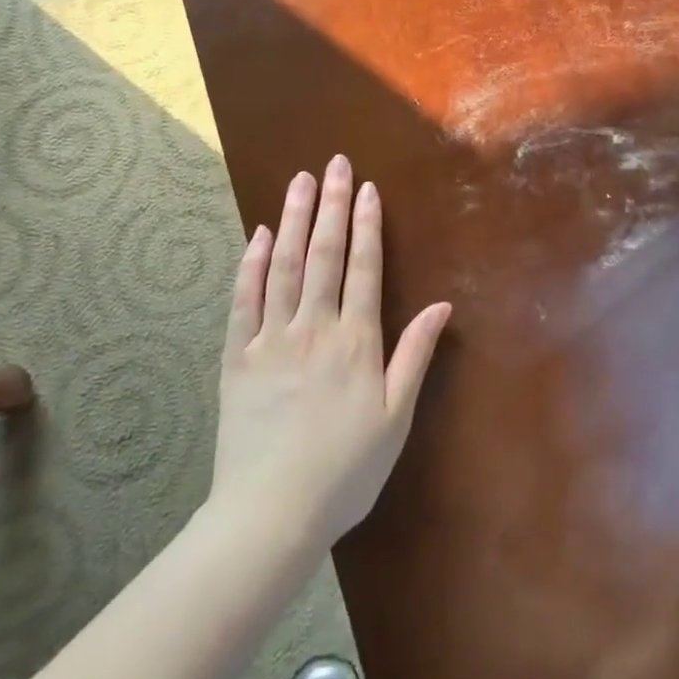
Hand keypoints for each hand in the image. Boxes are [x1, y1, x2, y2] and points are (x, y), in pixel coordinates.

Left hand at [212, 155, 451, 548]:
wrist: (271, 514)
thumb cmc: (345, 470)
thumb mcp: (396, 417)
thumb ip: (415, 355)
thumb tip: (441, 304)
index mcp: (356, 341)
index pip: (363, 268)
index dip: (366, 225)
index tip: (367, 188)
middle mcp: (313, 328)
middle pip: (324, 254)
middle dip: (331, 205)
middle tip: (334, 164)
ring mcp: (271, 339)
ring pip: (284, 266)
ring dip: (293, 220)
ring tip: (299, 181)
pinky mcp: (237, 358)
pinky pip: (244, 301)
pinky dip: (252, 264)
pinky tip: (258, 235)